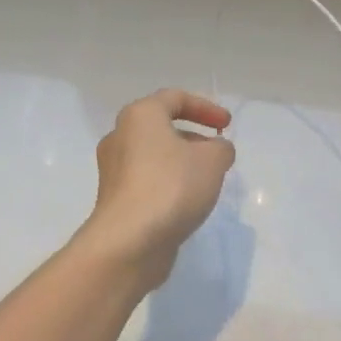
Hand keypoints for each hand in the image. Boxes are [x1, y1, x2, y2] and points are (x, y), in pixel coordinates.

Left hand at [82, 89, 236, 284]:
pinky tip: (187, 202)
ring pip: (154, 155)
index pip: (175, 98)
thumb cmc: (171, 187)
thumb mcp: (212, 160)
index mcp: (140, 116)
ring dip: (181, 162)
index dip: (206, 107)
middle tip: (217, 153)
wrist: (129, 241)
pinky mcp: (115, 198)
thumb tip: (216, 150)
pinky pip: (147, 180)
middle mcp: (120, 136)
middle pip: (161, 127)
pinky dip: (168, 183)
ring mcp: (113, 170)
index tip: (227, 125)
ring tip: (207, 180)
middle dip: (193, 137)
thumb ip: (221, 147)